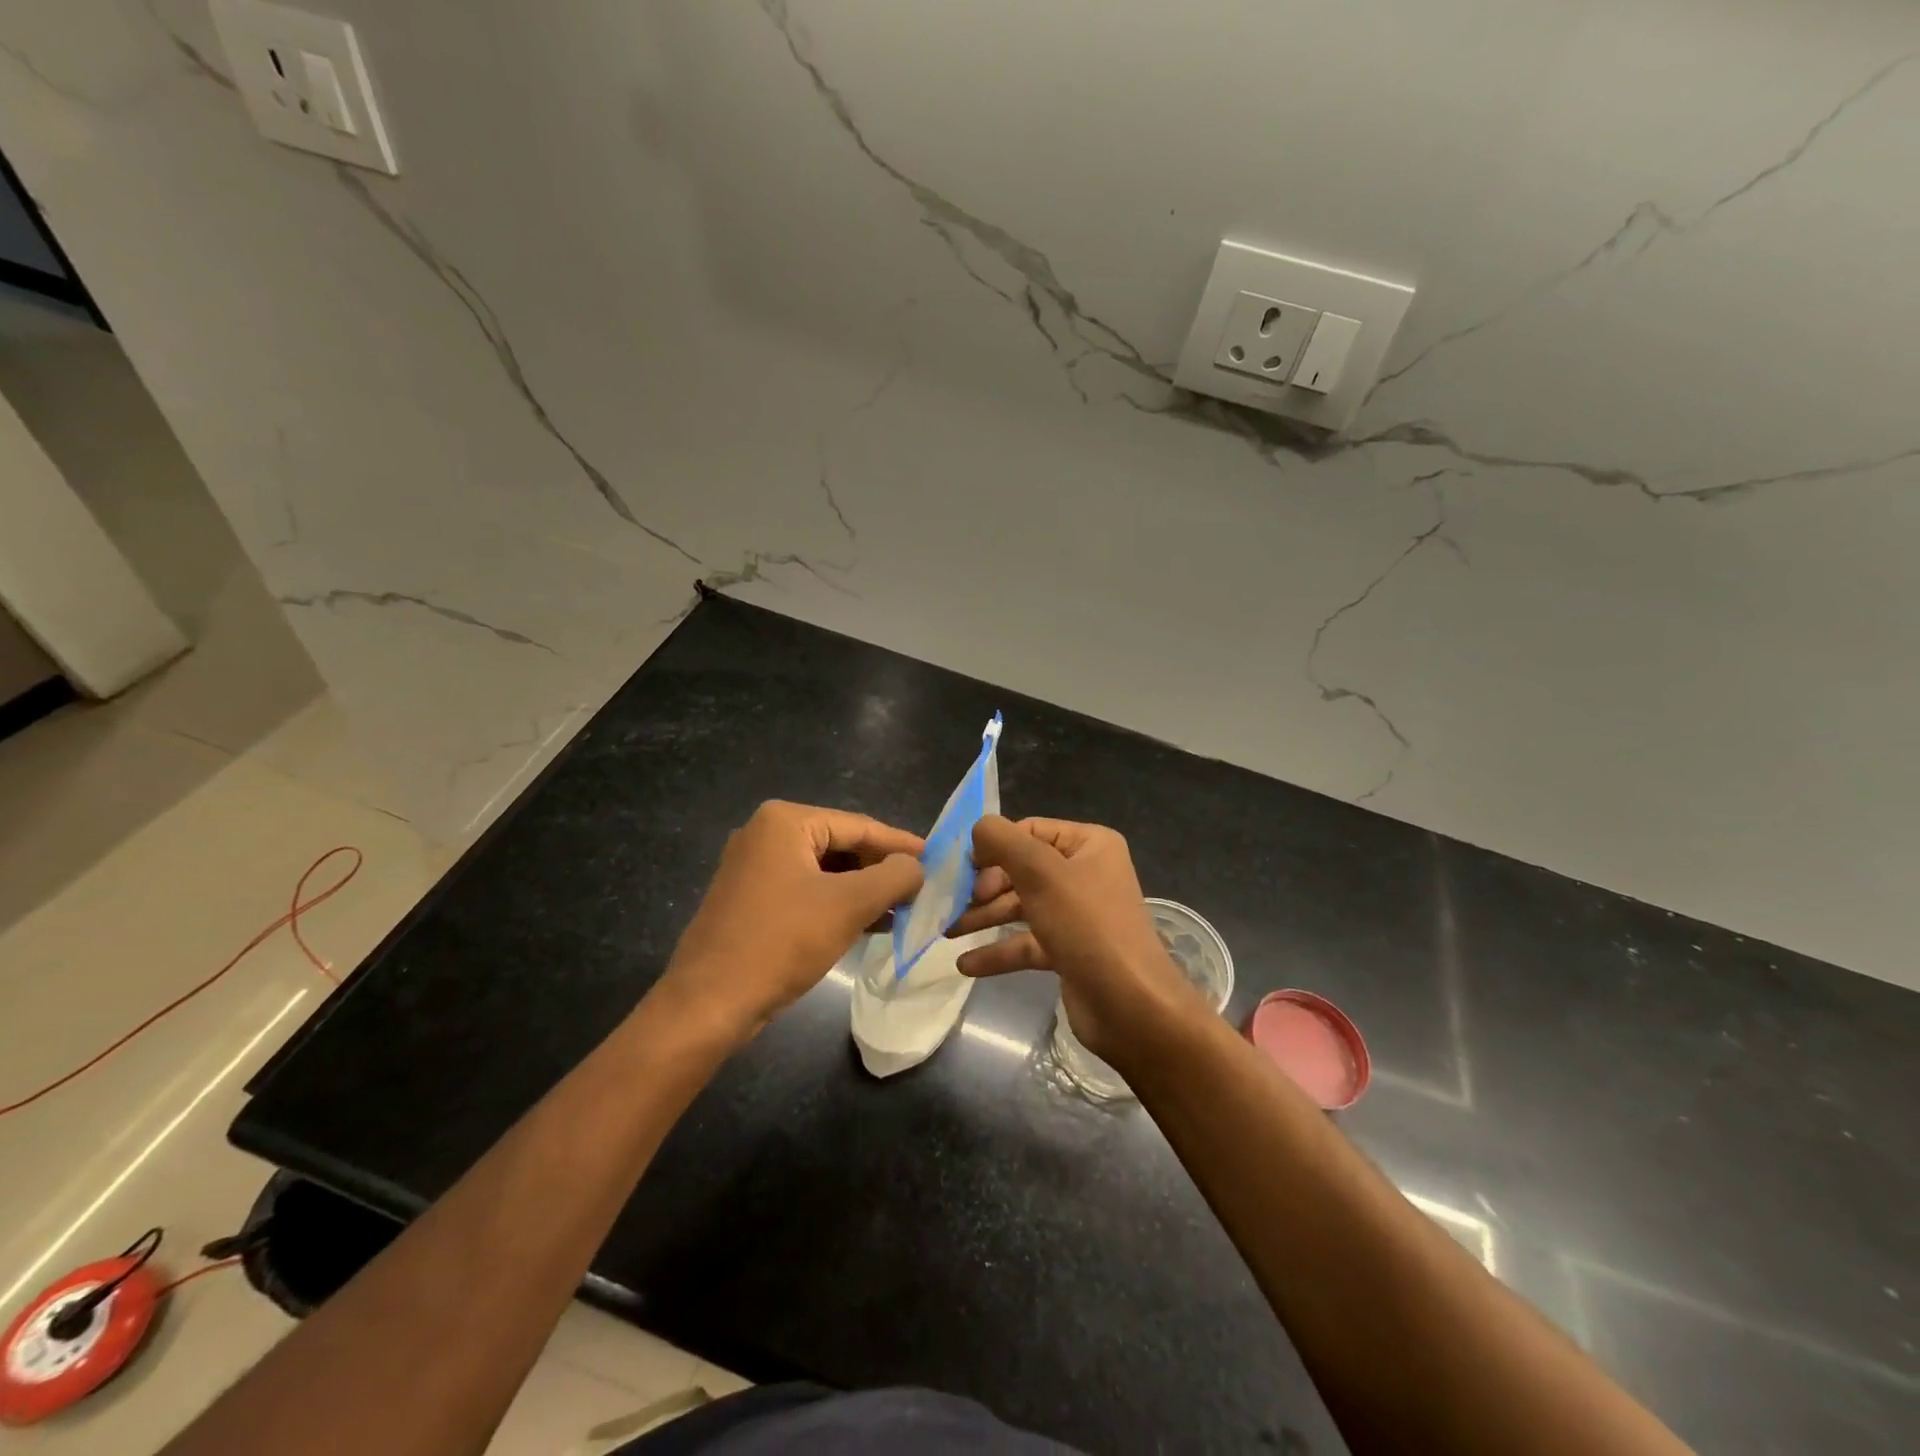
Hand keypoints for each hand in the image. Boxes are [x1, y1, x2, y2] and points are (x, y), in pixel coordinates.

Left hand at [659, 801, 923, 1039]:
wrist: (709, 1003)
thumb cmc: (782, 942)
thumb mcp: (849, 905)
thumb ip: (893, 876)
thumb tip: (917, 867)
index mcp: (785, 822)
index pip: (859, 826)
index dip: (901, 844)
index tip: (936, 858)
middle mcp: (765, 835)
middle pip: (841, 846)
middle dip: (881, 870)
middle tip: (921, 888)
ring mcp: (753, 868)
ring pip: (825, 871)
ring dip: (863, 890)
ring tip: (903, 910)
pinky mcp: (750, 900)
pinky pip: (806, 891)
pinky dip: (837, 904)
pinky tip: (870, 925)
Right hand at [949, 816, 1199, 1063]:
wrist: (1131, 1006)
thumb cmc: (1087, 926)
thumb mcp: (1041, 873)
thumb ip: (1003, 841)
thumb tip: (978, 827)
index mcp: (1089, 844)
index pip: (1029, 831)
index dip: (993, 846)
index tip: (960, 869)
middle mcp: (1086, 873)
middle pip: (1022, 869)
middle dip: (985, 886)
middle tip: (953, 903)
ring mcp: (1078, 914)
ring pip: (1021, 906)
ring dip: (984, 917)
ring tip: (947, 932)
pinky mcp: (1070, 950)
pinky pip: (1027, 942)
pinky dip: (998, 951)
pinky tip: (966, 964)